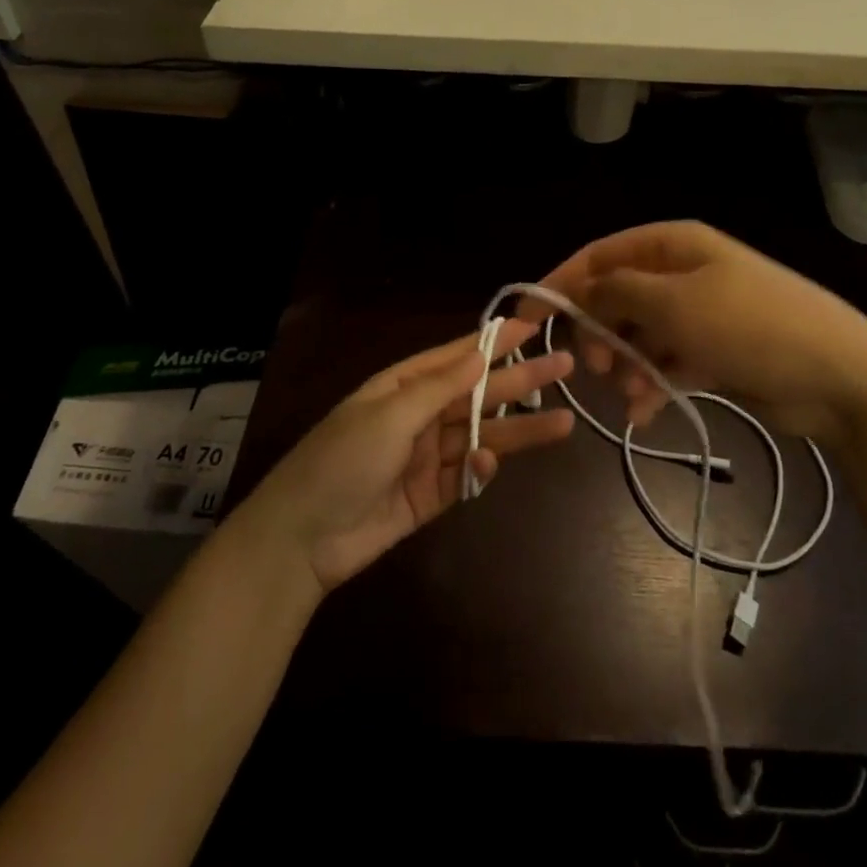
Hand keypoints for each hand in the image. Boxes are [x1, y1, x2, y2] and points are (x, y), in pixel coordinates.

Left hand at [239, 321, 573, 592]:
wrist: (303, 539)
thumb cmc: (342, 461)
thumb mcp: (389, 415)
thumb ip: (439, 387)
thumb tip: (480, 353)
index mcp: (403, 386)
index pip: (458, 356)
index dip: (494, 342)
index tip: (532, 327)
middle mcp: (419, 415)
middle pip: (478, 394)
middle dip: (520, 381)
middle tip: (564, 367)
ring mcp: (427, 456)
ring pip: (482, 435)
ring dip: (518, 430)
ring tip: (564, 423)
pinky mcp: (432, 495)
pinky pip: (466, 476)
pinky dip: (481, 471)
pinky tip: (489, 467)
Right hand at [533, 221, 866, 439]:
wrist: (839, 377)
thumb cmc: (750, 326)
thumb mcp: (675, 303)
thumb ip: (618, 291)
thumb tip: (582, 289)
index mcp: (673, 247)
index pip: (601, 256)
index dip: (562, 283)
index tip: (528, 319)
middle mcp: (683, 274)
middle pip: (618, 297)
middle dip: (599, 332)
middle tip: (592, 369)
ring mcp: (701, 314)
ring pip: (640, 335)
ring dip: (626, 366)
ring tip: (629, 395)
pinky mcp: (715, 352)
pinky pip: (668, 363)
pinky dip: (653, 385)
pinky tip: (647, 413)